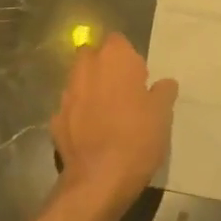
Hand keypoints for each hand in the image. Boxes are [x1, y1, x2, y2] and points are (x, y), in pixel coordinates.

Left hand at [51, 33, 177, 210]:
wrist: (99, 179)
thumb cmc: (137, 138)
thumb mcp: (163, 114)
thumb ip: (163, 92)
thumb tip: (165, 83)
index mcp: (114, 59)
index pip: (118, 41)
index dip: (128, 58)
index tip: (139, 78)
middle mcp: (86, 69)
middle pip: (92, 56)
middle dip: (103, 68)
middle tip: (122, 91)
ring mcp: (67, 94)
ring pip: (78, 82)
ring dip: (90, 90)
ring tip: (107, 114)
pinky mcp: (55, 119)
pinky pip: (70, 109)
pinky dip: (78, 116)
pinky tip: (91, 134)